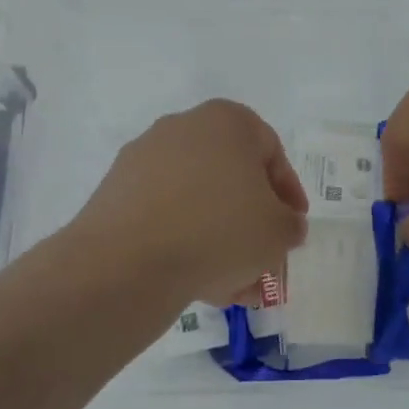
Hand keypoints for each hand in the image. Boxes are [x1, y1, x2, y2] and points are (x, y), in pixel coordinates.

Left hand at [69, 100, 308, 308]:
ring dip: (220, 242)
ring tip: (235, 287)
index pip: (270, 151)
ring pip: (197, 202)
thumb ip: (290, 224)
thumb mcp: (279, 231)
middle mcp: (182, 128)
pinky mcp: (116, 193)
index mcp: (226, 121)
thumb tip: (283, 225)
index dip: (288, 193)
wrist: (128, 261)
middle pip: (230, 179)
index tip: (292, 226)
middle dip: (251, 224)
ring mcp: (143, 159)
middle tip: (264, 261)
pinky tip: (200, 284)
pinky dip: (184, 243)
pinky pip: (164, 216)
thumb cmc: (220, 230)